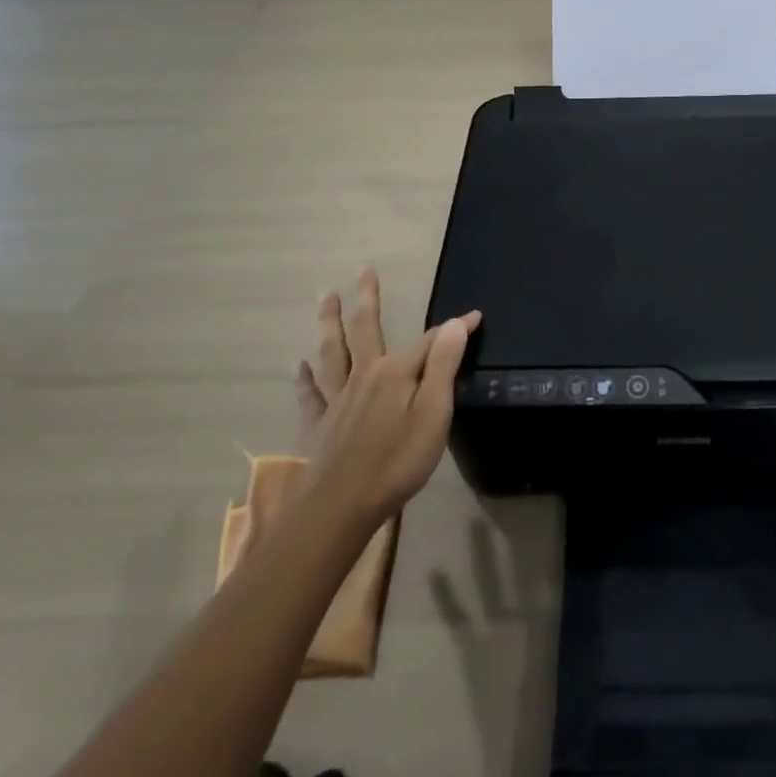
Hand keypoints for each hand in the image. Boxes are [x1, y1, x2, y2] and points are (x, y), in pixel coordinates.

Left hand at [295, 268, 480, 530]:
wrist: (340, 506)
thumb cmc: (397, 461)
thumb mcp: (434, 414)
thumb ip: (443, 367)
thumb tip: (456, 323)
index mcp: (395, 372)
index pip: (431, 341)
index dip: (455, 328)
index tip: (476, 315)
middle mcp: (365, 375)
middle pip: (365, 329)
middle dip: (367, 299)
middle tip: (364, 270)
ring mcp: (338, 399)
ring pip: (333, 352)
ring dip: (330, 323)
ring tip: (326, 298)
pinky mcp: (320, 424)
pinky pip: (311, 394)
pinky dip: (305, 378)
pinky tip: (299, 365)